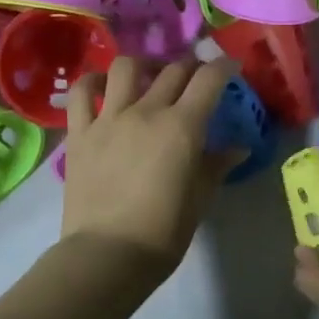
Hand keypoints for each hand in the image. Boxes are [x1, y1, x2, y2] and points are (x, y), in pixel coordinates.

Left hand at [61, 55, 241, 272]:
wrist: (108, 254)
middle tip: (195, 79)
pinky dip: (93, 81)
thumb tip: (238, 148)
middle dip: (190, 67)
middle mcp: (146, 111)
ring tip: (150, 76)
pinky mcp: (79, 132)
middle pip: (173, 70)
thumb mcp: (200, 199)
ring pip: (126, 67)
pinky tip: (102, 86)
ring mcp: (108, 118)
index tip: (231, 67)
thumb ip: (217, 166)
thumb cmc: (163, 232)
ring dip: (144, 65)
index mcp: (182, 127)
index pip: (209, 79)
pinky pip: (82, 92)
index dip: (224, 66)